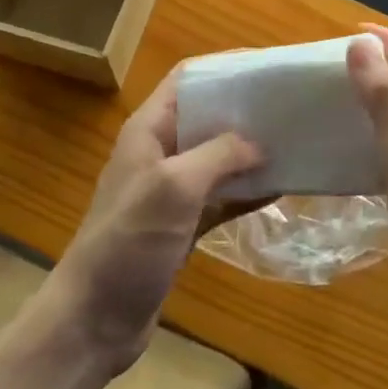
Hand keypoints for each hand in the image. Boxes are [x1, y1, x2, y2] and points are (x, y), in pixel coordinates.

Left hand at [46, 67, 263, 375]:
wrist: (92, 322)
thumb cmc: (128, 242)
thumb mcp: (174, 187)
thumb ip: (218, 154)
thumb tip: (258, 144)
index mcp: (149, 129)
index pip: (188, 78)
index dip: (224, 66)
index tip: (266, 67)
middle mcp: (160, 152)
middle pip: (208, 115)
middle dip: (246, 109)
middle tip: (290, 105)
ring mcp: (172, 190)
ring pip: (218, 157)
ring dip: (251, 151)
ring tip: (295, 141)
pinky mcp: (182, 225)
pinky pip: (221, 197)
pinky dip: (247, 190)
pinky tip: (281, 188)